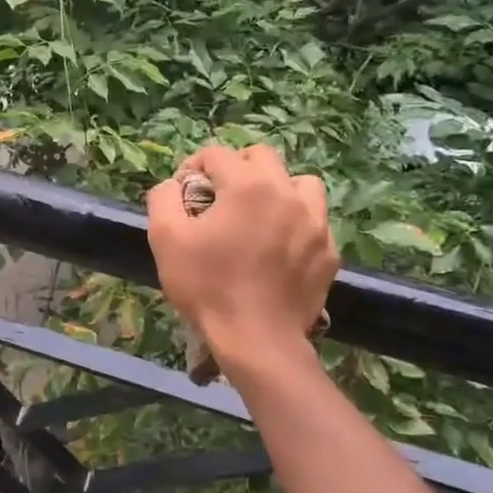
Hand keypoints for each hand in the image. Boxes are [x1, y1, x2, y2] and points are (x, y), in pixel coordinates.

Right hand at [146, 144, 336, 364]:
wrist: (256, 339)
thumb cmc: (207, 285)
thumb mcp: (165, 238)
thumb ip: (163, 198)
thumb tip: (173, 185)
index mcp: (248, 185)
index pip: (217, 153)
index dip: (193, 167)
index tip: (183, 193)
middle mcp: (287, 193)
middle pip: (263, 156)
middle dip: (235, 167)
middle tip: (218, 197)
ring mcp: (315, 222)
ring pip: (300, 183)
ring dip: (276, 188)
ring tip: (258, 214)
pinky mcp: (328, 251)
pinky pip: (314, 221)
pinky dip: (295, 223)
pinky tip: (278, 248)